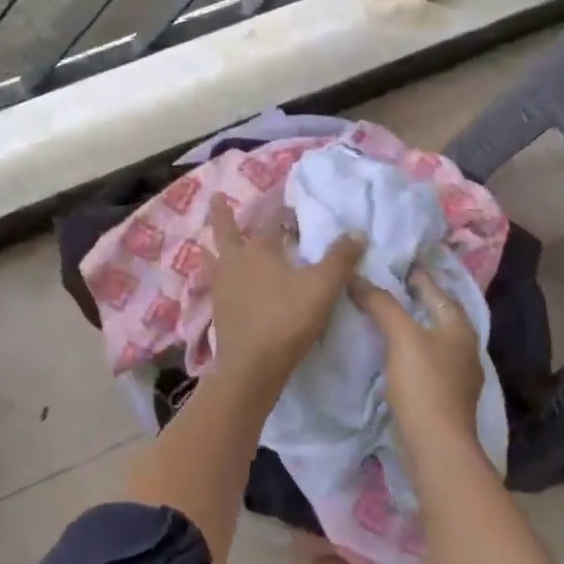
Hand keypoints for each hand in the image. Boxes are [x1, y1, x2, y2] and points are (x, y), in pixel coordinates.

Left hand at [209, 196, 362, 389]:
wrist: (251, 366)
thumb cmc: (287, 319)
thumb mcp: (322, 287)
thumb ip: (340, 259)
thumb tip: (357, 232)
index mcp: (259, 249)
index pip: (270, 221)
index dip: (280, 212)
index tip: (287, 205)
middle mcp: (235, 262)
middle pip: (224, 231)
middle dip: (221, 213)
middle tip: (214, 196)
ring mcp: (222, 287)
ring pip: (213, 259)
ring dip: (211, 248)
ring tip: (206, 243)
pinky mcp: (218, 312)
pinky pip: (214, 285)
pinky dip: (216, 278)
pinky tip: (221, 285)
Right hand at [352, 267, 485, 452]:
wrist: (436, 446)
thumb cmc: (424, 384)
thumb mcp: (402, 336)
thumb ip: (382, 304)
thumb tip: (356, 277)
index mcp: (459, 327)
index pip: (435, 289)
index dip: (414, 274)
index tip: (390, 260)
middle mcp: (463, 346)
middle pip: (434, 312)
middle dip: (411, 298)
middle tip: (380, 284)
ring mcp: (455, 373)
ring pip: (428, 336)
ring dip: (408, 324)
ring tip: (379, 313)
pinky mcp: (442, 395)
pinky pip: (422, 359)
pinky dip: (406, 348)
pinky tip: (388, 349)